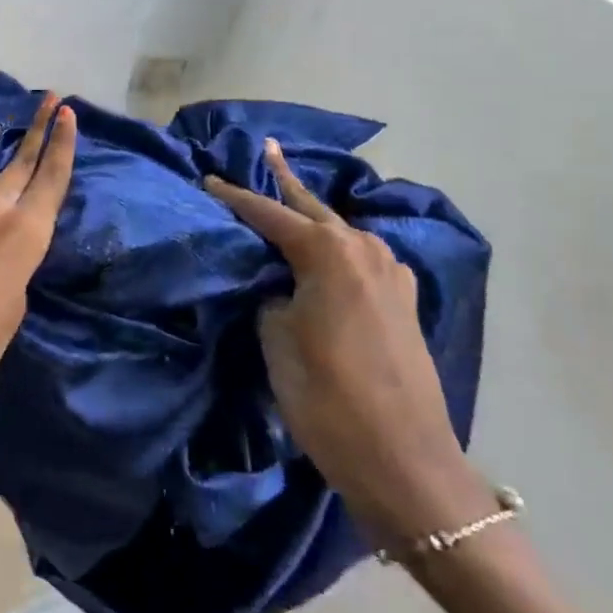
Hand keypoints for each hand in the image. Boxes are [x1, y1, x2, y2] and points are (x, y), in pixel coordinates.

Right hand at [206, 139, 491, 544]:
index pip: (269, 214)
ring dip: (314, 215)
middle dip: (286, 181)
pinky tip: (329, 252)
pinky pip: (362, 258)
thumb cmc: (328, 398)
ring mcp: (392, 276)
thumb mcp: (276, 340)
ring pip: (341, 232)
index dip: (235, 198)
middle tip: (268, 150)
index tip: (207, 180)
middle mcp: (365, 251)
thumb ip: (271, 297)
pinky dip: (338, 246)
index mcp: (329, 253)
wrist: (405, 462)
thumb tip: (278, 286)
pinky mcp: (403, 303)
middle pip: (314, 208)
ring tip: (289, 200)